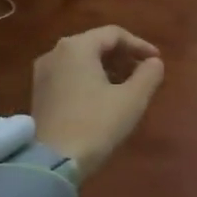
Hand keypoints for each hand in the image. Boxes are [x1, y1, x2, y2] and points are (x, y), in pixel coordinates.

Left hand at [31, 26, 164, 179]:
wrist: (52, 163)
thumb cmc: (96, 124)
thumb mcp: (132, 99)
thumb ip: (149, 75)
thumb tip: (154, 63)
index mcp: (76, 47)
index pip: (114, 34)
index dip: (139, 45)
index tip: (157, 61)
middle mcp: (55, 53)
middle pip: (96, 45)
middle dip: (123, 57)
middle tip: (144, 73)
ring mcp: (43, 74)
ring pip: (82, 61)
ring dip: (108, 69)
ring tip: (127, 86)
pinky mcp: (39, 94)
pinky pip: (70, 76)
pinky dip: (90, 80)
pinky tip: (104, 98)